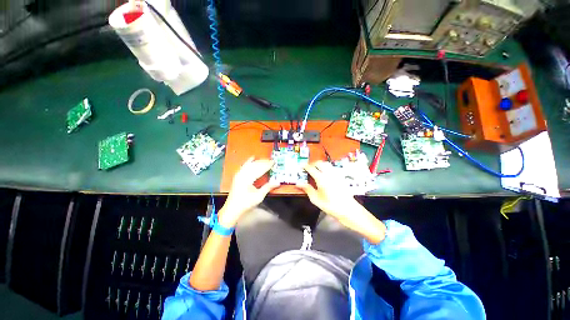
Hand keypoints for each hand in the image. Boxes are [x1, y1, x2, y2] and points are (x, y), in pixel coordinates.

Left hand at [218, 157, 278, 227]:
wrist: (232, 208)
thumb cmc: (246, 203)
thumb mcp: (259, 196)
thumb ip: (268, 187)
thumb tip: (277, 182)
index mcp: (248, 179)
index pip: (259, 169)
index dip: (267, 165)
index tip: (273, 162)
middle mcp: (243, 174)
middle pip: (255, 165)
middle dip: (263, 162)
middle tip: (271, 160)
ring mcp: (239, 174)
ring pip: (250, 164)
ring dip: (258, 161)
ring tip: (265, 160)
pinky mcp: (238, 175)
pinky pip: (244, 165)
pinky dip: (249, 161)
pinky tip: (252, 158)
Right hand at [296, 161, 385, 243]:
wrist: (348, 210)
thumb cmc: (331, 206)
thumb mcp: (316, 199)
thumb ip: (307, 189)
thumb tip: (299, 184)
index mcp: (321, 179)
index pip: (311, 168)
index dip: (305, 166)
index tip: (301, 166)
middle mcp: (329, 174)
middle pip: (319, 163)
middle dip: (313, 163)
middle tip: (308, 168)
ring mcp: (336, 174)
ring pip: (326, 164)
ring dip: (320, 164)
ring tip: (316, 170)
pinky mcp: (340, 177)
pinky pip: (332, 168)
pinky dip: (326, 168)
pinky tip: (325, 174)